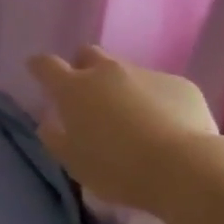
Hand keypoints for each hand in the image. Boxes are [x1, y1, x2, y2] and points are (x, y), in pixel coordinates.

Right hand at [27, 45, 217, 212]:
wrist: (185, 169)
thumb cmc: (118, 169)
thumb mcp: (75, 163)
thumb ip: (55, 138)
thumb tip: (48, 123)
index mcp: (74, 89)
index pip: (46, 65)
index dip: (40, 67)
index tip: (38, 72)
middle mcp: (107, 72)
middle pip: (88, 54)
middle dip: (82, 67)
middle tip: (88, 96)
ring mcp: (146, 73)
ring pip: (125, 71)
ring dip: (121, 87)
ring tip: (133, 120)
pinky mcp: (180, 84)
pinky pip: (159, 87)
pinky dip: (155, 101)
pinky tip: (166, 127)